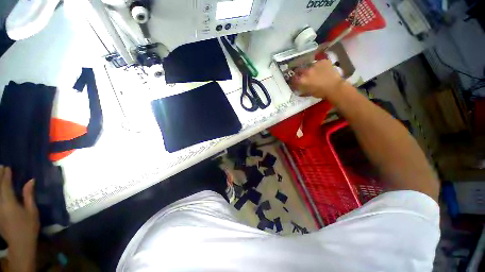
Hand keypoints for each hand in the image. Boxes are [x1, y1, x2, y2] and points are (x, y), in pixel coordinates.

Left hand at [0, 166, 38, 271]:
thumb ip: (28, 195)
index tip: (7, 167)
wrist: (20, 243)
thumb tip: (30, 180)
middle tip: (1, 167)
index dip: (6, 175)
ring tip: (0, 175)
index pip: (5, 185)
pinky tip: (0, 189)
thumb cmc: (28, 226)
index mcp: (8, 203)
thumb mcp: (31, 211)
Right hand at [290, 59, 346, 98]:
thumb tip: (297, 86)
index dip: (293, 79)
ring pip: (309, 65)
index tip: (294, 80)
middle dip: (299, 72)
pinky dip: (319, 66)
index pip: (292, 78)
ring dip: (309, 69)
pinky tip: (322, 70)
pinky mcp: (323, 61)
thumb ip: (301, 88)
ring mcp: (315, 64)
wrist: (335, 87)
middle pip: (299, 70)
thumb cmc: (320, 93)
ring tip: (314, 72)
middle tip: (303, 75)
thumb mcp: (307, 92)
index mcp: (301, 80)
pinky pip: (318, 63)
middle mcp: (306, 71)